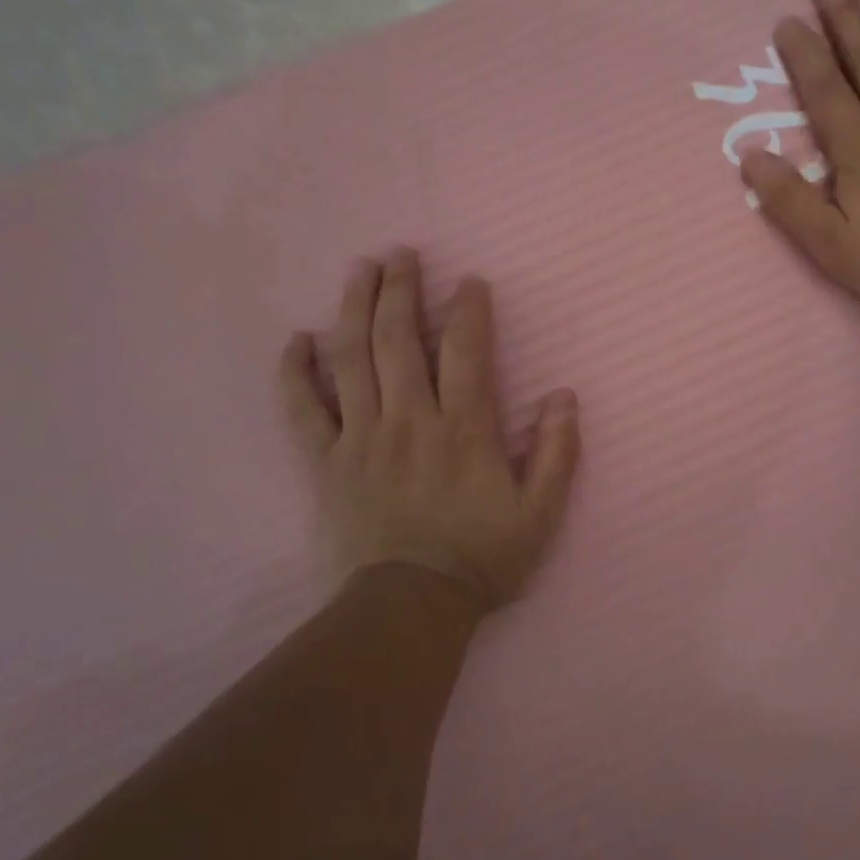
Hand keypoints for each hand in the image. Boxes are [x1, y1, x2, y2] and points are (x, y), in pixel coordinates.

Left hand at [279, 250, 580, 617]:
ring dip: (354, 308)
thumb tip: (563, 397)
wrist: (409, 606)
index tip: (469, 281)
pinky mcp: (326, 462)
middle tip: (400, 253)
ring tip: (359, 270)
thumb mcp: (539, 514)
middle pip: (399, 340)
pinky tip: (297, 338)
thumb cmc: (480, 558)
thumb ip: (555, 453)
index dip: (468, 310)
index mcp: (463, 430)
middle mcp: (410, 421)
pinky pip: (303, 409)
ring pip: (352, 360)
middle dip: (401, 290)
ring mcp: (362, 438)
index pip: (465, 351)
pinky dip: (296, 371)